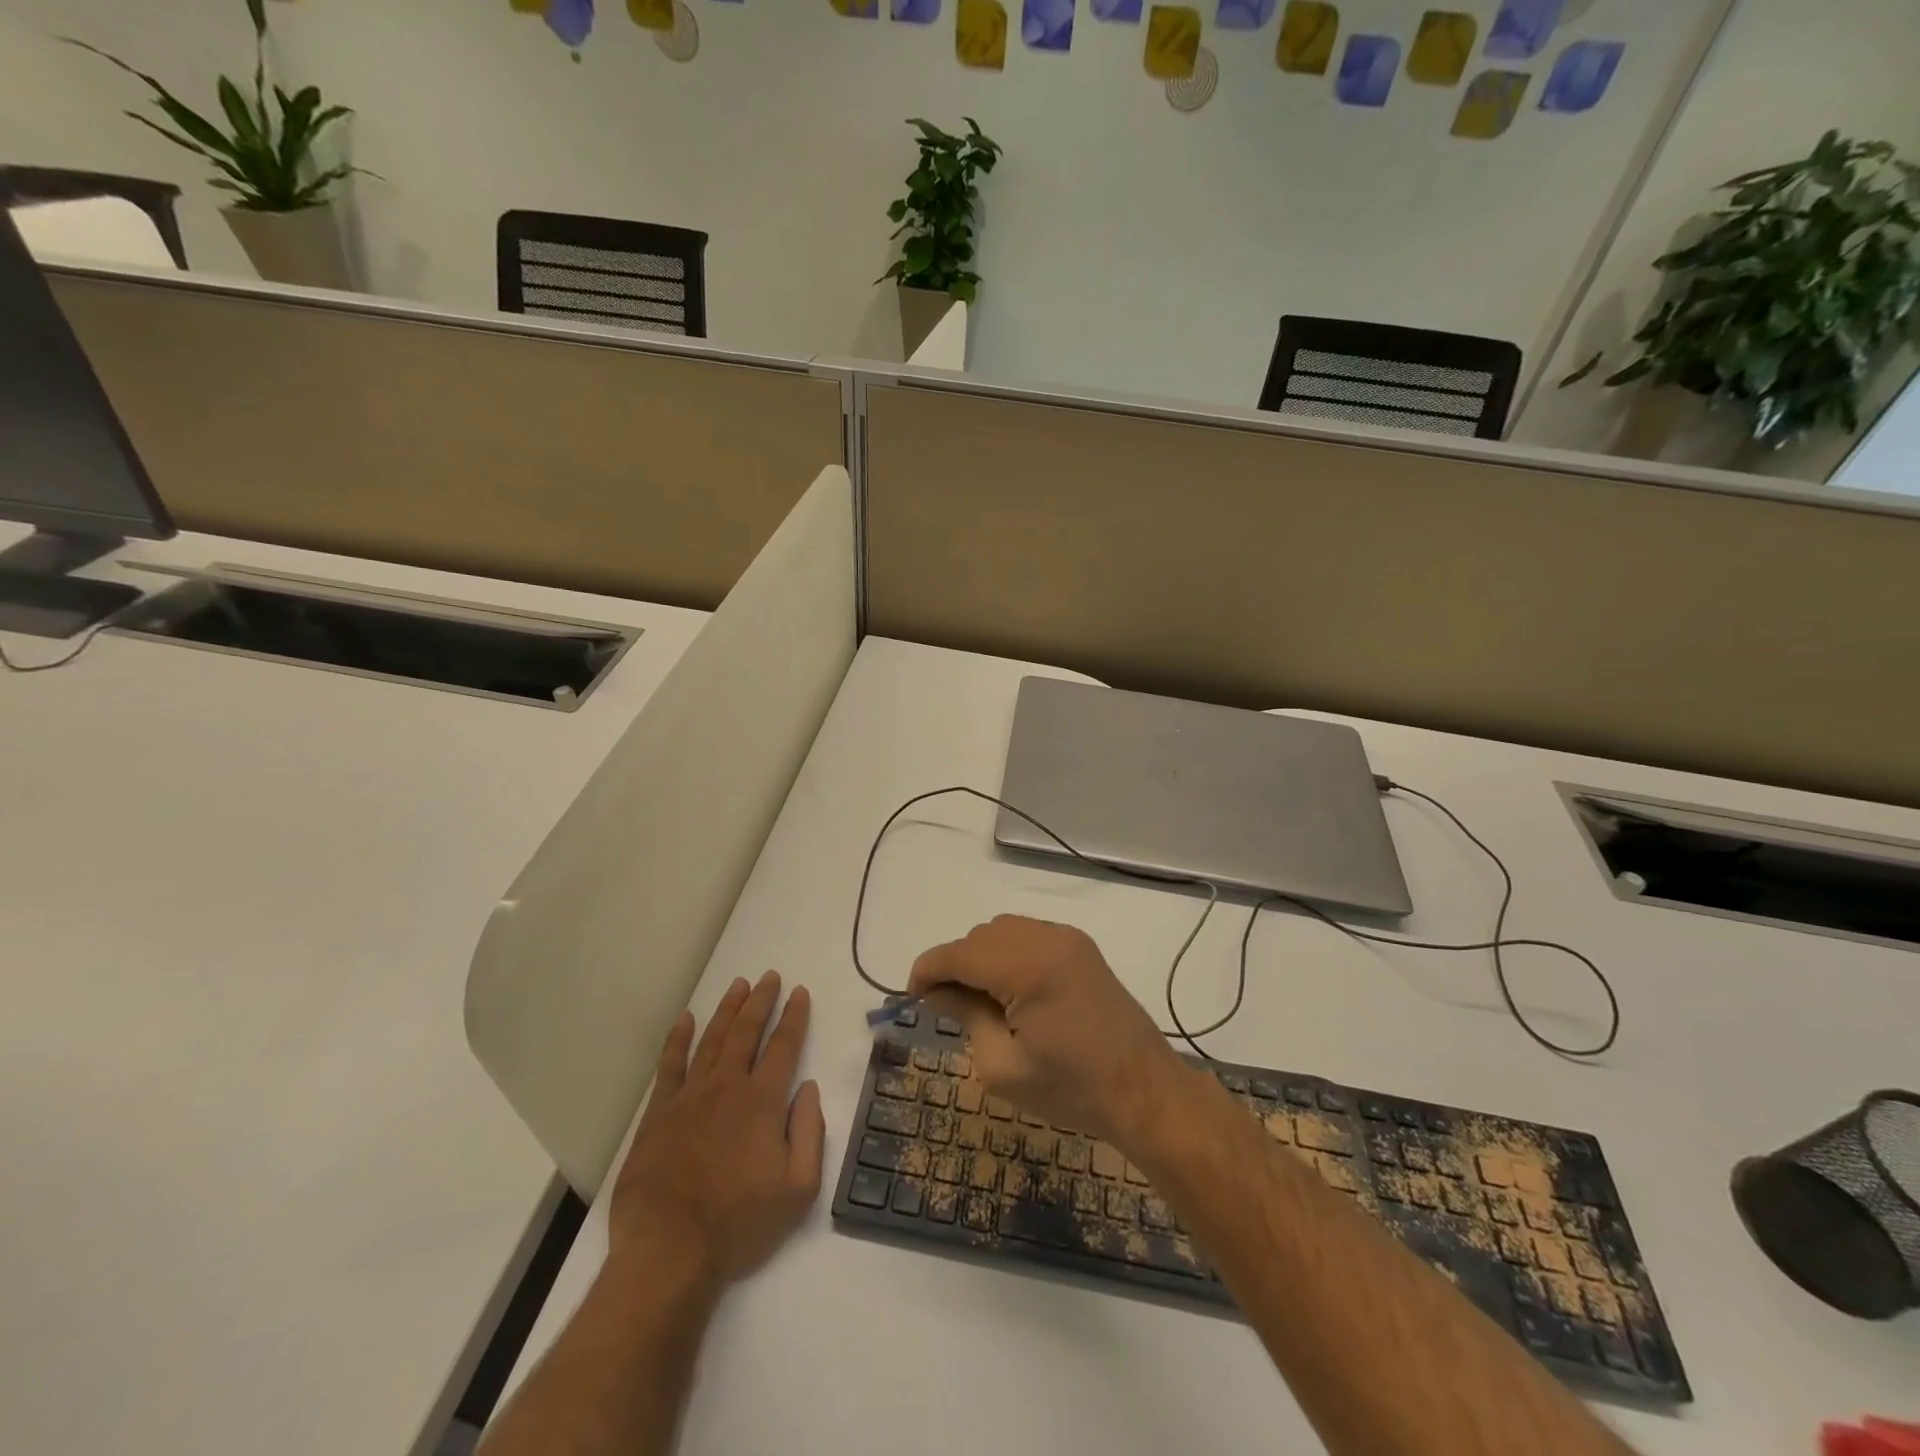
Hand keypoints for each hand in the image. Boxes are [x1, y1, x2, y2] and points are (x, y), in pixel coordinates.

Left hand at [609, 971, 824, 1290]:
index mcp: (763, 1102)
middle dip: (761, 1000)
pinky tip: (685, 1019)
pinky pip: (670, 1066)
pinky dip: (678, 1039)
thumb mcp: (798, 1190)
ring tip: (738, 985)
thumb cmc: (739, 1225)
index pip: (784, 1046)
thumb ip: (810, 1133)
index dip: (794, 1016)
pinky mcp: (658, 1114)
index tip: (800, 992)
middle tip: (770, 976)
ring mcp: (689, 1097)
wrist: (668, 1253)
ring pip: (712, 1039)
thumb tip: (809, 1089)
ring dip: (727, 1010)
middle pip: (747, 1032)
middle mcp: (727, 1087)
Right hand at [907, 915, 1187, 1150]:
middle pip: (978, 937)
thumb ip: (964, 1016)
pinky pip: (1028, 935)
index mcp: (1027, 967)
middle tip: (945, 1008)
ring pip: (1002, 930)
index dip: (926, 971)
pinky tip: (1011, 990)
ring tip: (978, 1001)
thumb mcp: (1002, 1066)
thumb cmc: (1072, 1089)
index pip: (958, 953)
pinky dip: (1007, 954)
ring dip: (980, 957)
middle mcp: (1047, 938)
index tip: (910, 997)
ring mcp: (1067, 938)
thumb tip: (935, 991)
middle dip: (954, 965)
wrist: (1145, 1091)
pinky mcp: (1081, 947)